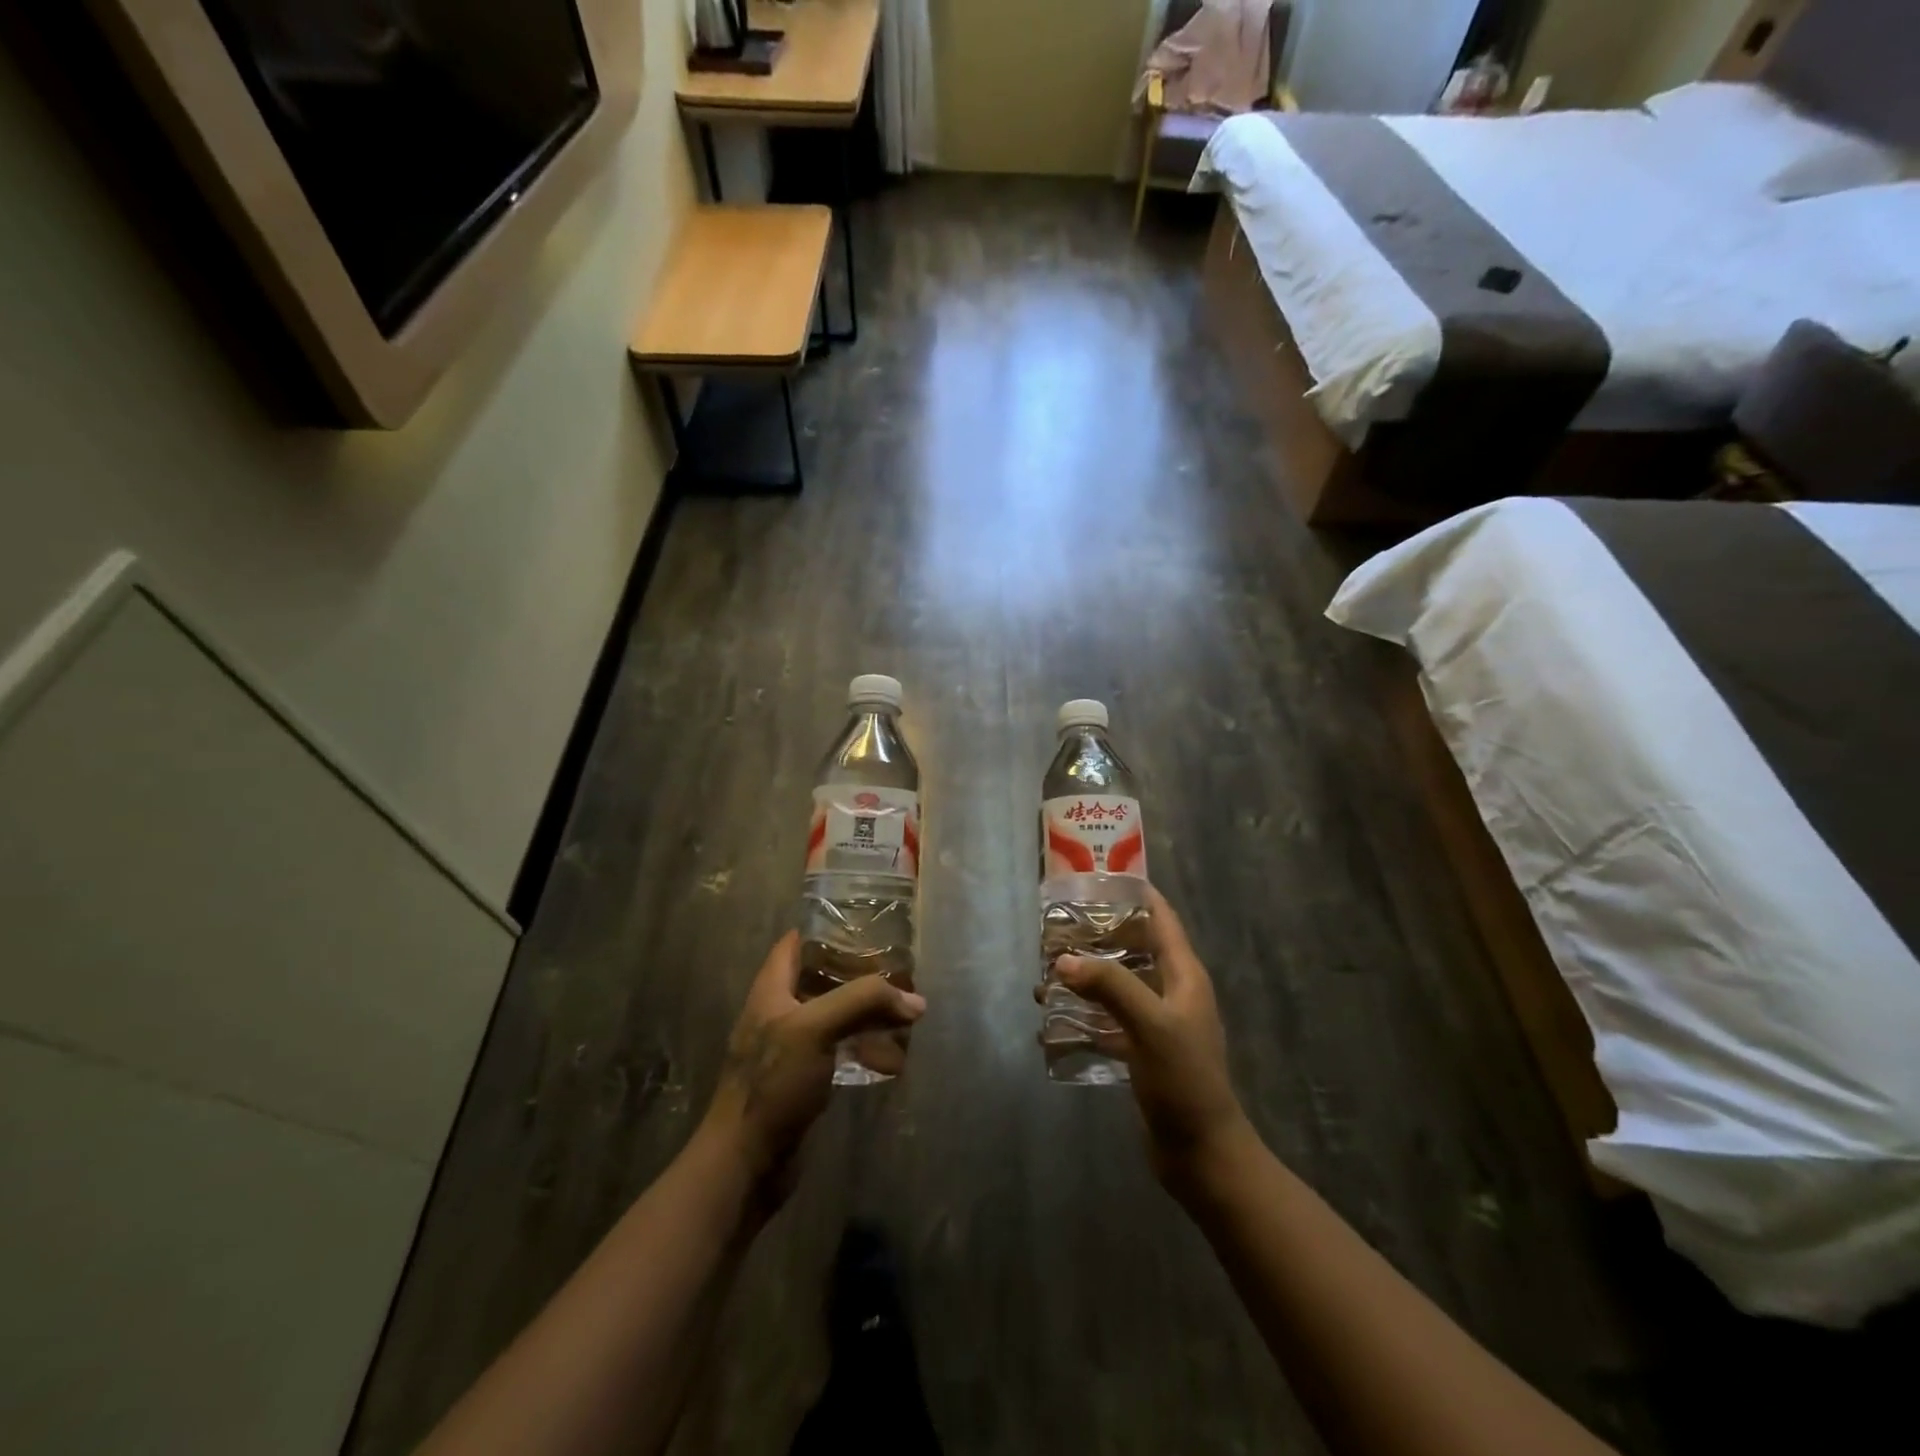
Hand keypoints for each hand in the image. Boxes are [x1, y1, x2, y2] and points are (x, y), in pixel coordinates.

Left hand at [701, 932, 925, 1194]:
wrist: (745, 1164)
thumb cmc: (772, 1083)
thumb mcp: (815, 1028)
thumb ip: (863, 1002)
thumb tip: (915, 1001)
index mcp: (772, 989)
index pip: (797, 943)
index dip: (828, 930)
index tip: (868, 928)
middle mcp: (780, 1012)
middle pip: (824, 979)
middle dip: (861, 976)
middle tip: (900, 975)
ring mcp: (792, 1048)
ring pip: (837, 1017)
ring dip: (869, 1016)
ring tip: (907, 1017)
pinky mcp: (804, 1080)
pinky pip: (841, 1053)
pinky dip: (866, 1050)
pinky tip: (893, 1059)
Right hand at [1039, 886, 1250, 1188]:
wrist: (1201, 1153)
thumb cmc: (1184, 1080)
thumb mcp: (1150, 1025)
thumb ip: (1110, 986)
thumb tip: (1063, 959)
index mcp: (1184, 975)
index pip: (1162, 918)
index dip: (1136, 894)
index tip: (1098, 878)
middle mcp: (1172, 992)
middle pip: (1135, 948)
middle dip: (1098, 935)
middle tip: (1057, 926)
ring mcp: (1158, 1023)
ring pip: (1118, 985)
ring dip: (1086, 977)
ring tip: (1046, 973)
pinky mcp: (1143, 1051)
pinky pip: (1109, 1021)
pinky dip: (1084, 1016)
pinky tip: (1052, 1022)